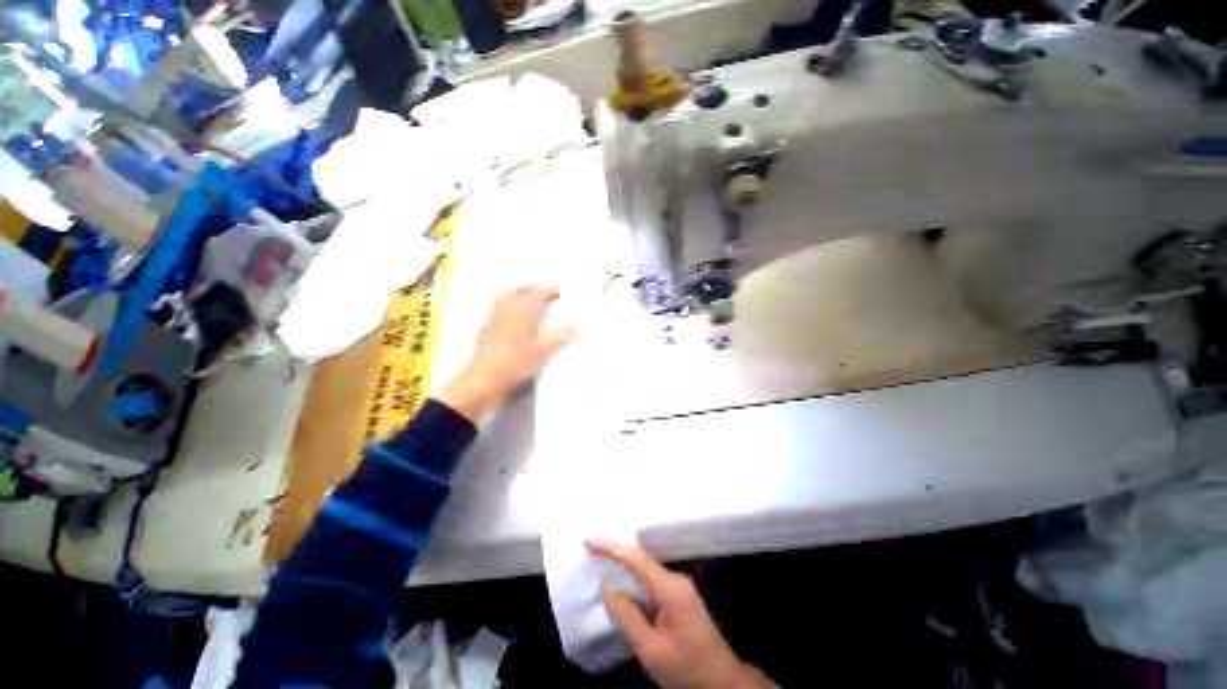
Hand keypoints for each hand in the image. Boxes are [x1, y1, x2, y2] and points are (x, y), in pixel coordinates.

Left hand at [437, 285, 573, 421]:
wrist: (484, 378)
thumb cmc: (516, 361)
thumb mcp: (543, 351)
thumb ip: (559, 337)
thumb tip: (573, 327)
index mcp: (523, 309)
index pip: (539, 293)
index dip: (550, 290)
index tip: (560, 290)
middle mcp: (507, 308)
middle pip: (521, 291)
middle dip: (533, 289)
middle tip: (545, 291)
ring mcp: (494, 317)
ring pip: (507, 298)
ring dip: (519, 295)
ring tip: (529, 299)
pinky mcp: (487, 328)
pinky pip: (499, 308)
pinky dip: (509, 306)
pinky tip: (513, 316)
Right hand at [586, 540, 778, 688]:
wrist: (724, 684)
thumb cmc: (687, 668)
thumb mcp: (651, 649)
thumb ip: (627, 616)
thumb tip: (608, 588)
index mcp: (670, 587)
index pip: (635, 558)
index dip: (610, 546)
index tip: (587, 539)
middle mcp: (675, 579)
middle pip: (640, 558)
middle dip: (615, 551)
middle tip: (589, 548)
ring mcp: (679, 588)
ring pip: (645, 570)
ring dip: (623, 566)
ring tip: (599, 560)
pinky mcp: (679, 599)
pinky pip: (650, 583)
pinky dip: (633, 581)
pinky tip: (621, 585)